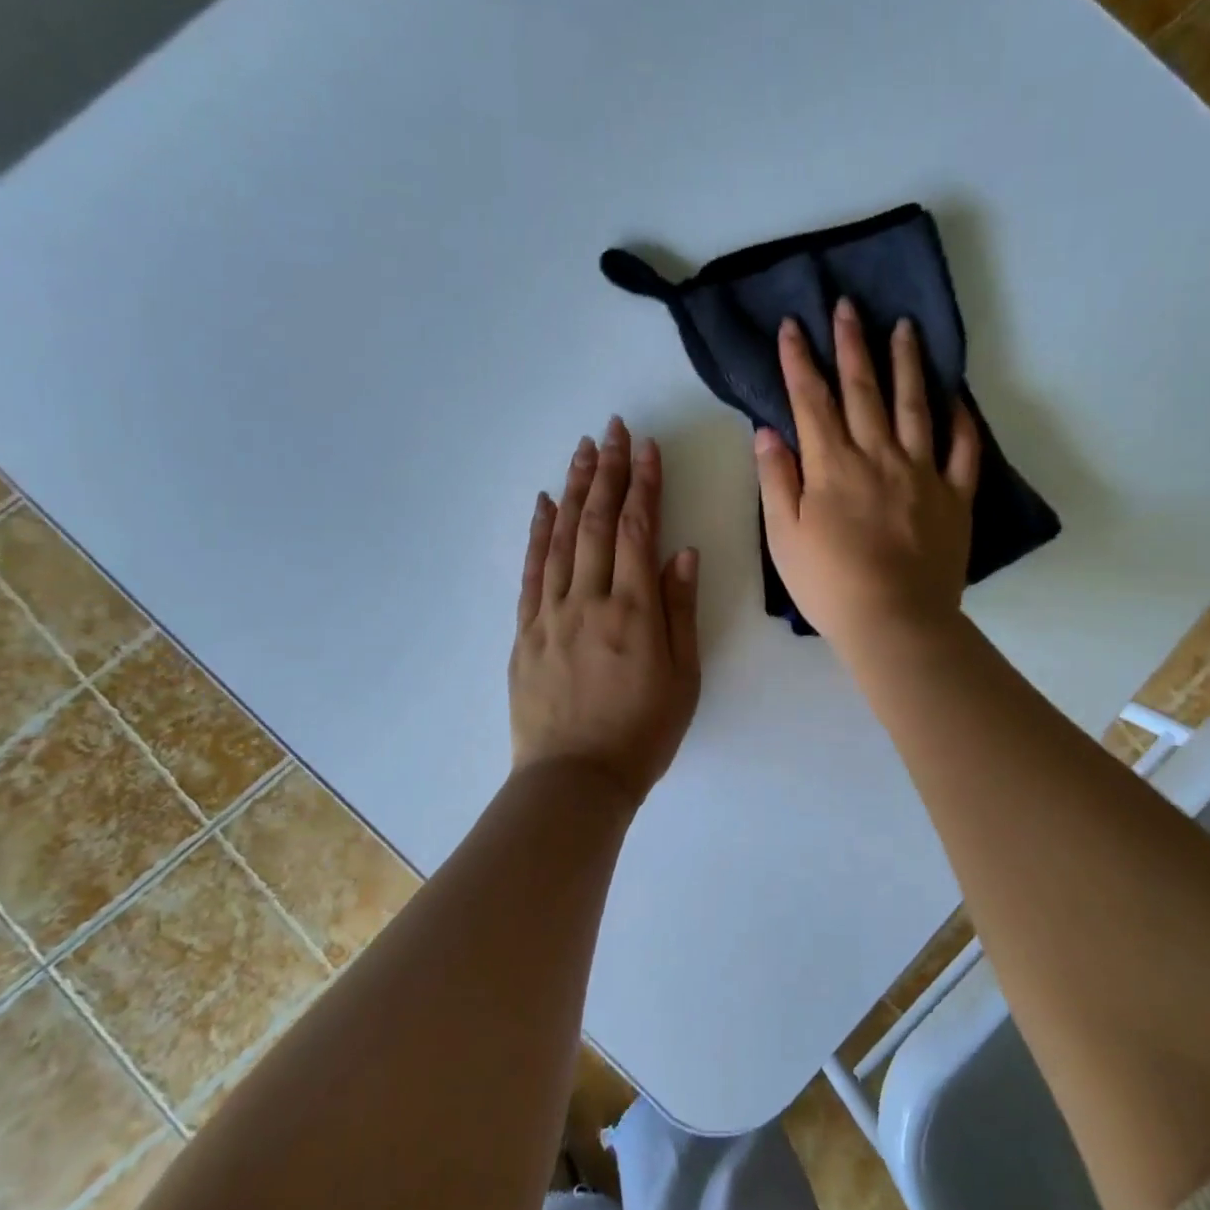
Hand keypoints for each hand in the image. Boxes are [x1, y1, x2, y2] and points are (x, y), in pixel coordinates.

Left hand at [510, 417, 701, 807]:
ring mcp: (551, 614)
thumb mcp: (682, 677)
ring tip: (583, 449)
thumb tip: (682, 552)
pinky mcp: (526, 631)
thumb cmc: (642, 733)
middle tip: (613, 429)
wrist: (575, 779)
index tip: (647, 448)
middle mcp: (589, 601)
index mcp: (634, 612)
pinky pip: (532, 571)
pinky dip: (538, 533)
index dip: (644, 485)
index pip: (637, 531)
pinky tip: (544, 503)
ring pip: (562, 538)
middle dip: (608, 472)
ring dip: (573, 489)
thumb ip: (680, 611)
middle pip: (597, 523)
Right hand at [755, 297, 979, 657]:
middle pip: (863, 390)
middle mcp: (878, 456)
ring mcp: (922, 473)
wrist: (895, 621)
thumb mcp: (783, 538)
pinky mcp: (955, 496)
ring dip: (907, 363)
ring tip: (904, 328)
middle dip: (851, 345)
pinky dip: (962, 421)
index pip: (811, 401)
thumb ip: (776, 481)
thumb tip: (767, 432)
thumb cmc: (830, 585)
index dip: (799, 361)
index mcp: (832, 466)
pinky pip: (963, 450)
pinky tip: (957, 398)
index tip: (792, 326)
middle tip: (848, 306)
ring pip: (915, 406)